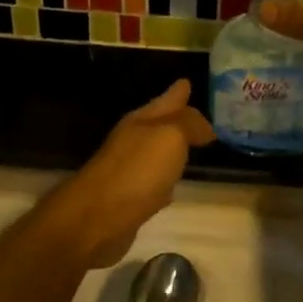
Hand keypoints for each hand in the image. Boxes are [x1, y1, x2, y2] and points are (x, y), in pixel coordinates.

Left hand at [54, 79, 215, 267]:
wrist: (97, 219)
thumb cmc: (137, 171)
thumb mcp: (170, 137)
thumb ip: (188, 125)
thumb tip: (205, 126)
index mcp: (141, 121)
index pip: (166, 100)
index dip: (178, 92)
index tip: (188, 82)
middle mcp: (134, 140)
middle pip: (161, 124)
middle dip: (178, 119)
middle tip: (202, 118)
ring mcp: (130, 170)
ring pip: (159, 152)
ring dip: (174, 149)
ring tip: (193, 146)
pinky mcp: (130, 198)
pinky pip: (155, 181)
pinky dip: (166, 179)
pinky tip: (174, 186)